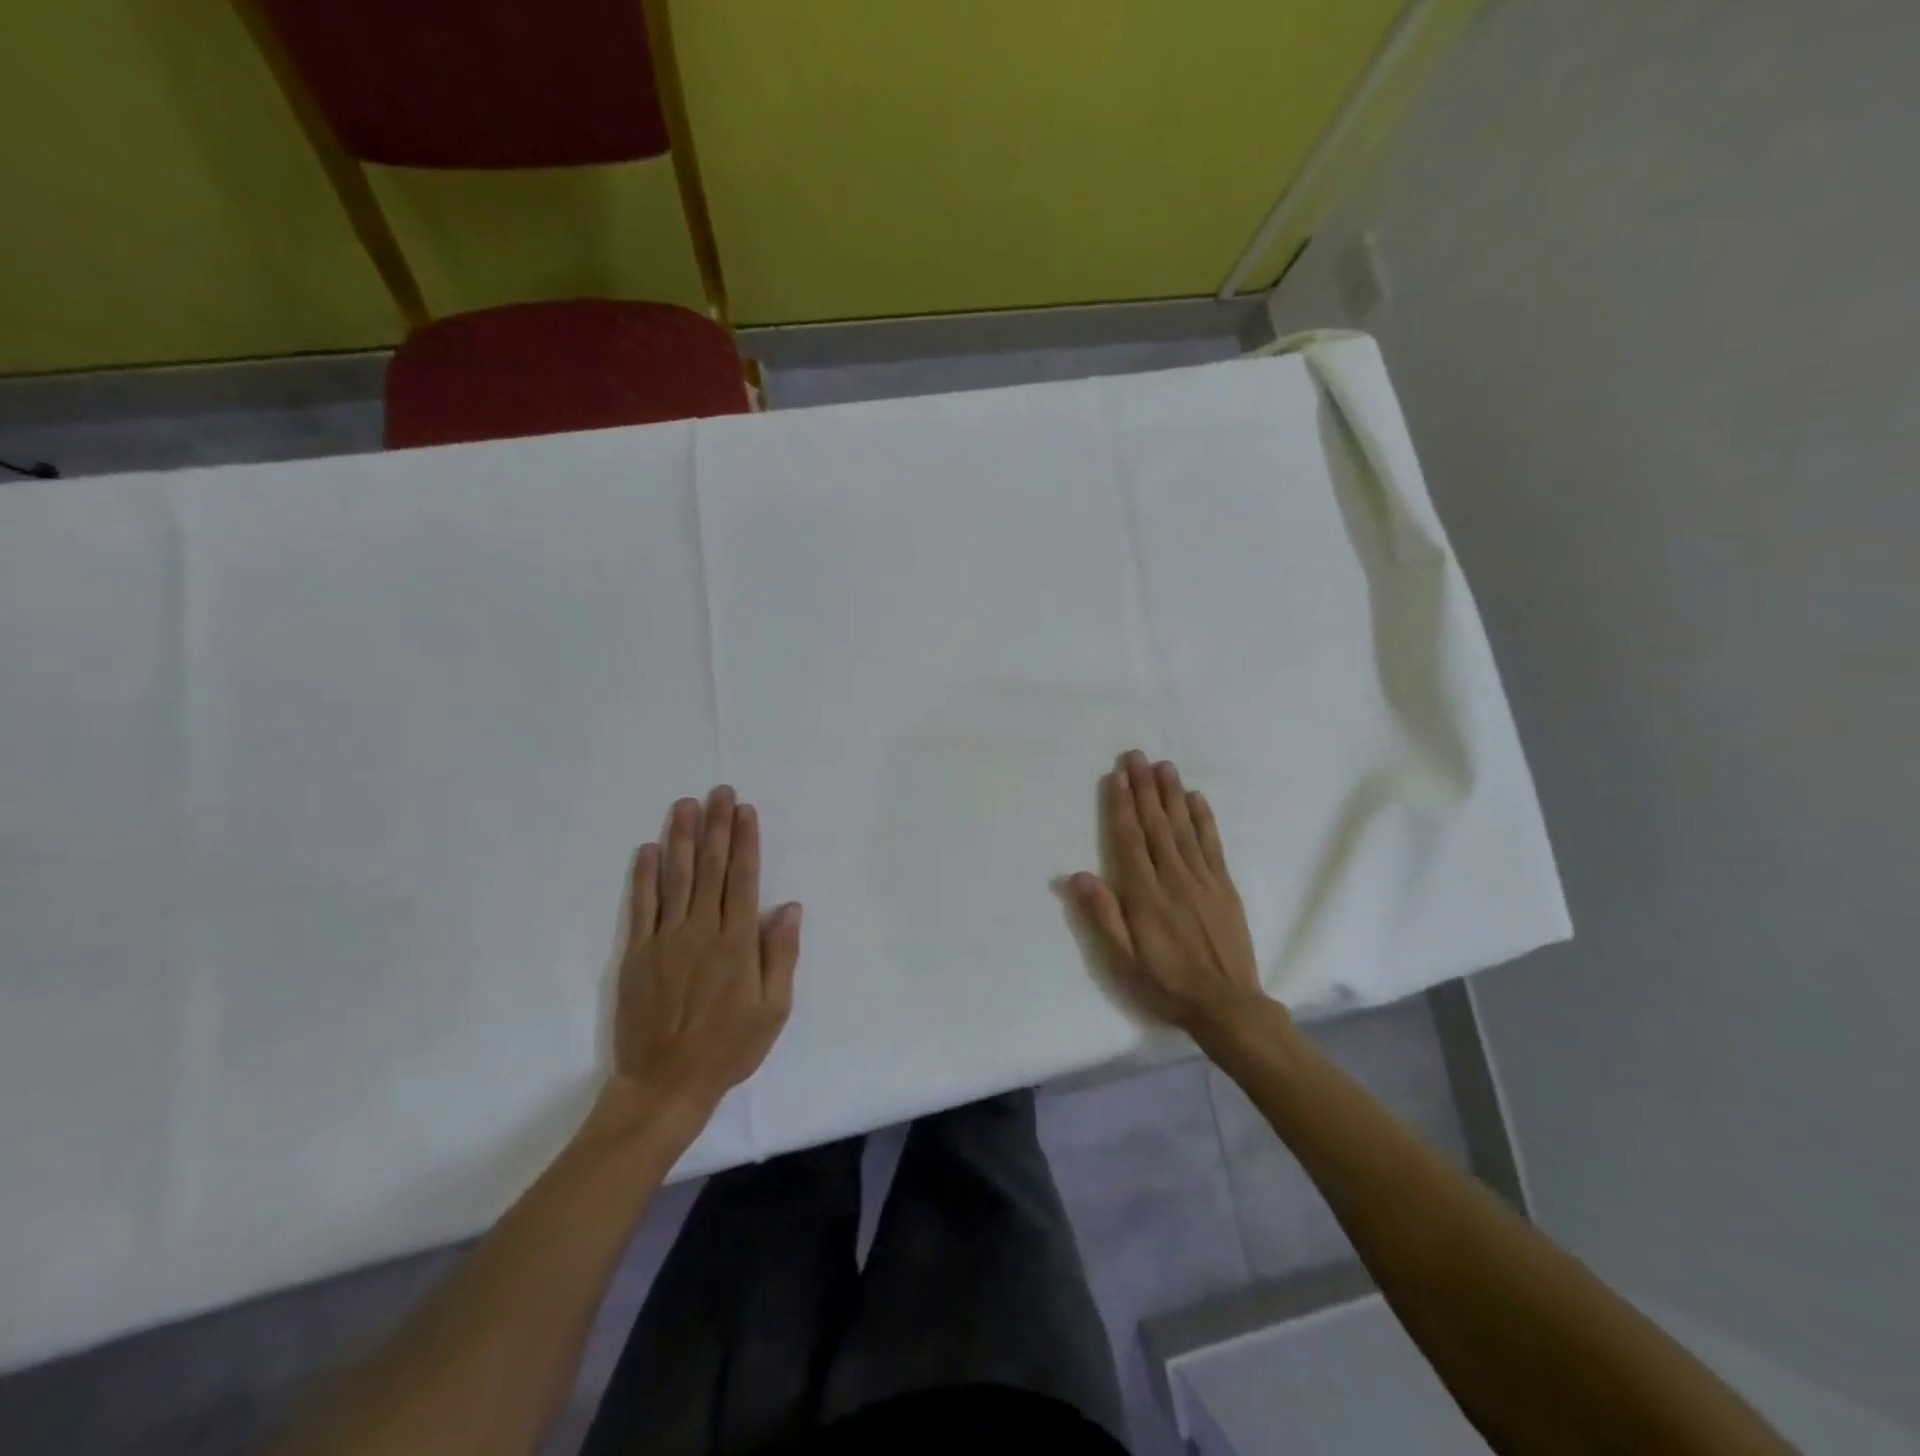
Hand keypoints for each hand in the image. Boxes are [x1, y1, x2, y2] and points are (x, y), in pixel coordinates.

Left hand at [610, 785, 800, 1123]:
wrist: (664, 1084)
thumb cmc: (729, 1047)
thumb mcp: (773, 1009)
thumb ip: (780, 955)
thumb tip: (788, 907)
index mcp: (737, 942)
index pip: (743, 879)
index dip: (745, 842)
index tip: (745, 811)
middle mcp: (701, 930)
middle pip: (710, 868)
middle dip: (716, 827)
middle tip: (719, 792)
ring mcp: (665, 939)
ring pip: (675, 878)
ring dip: (680, 838)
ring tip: (685, 805)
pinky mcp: (637, 953)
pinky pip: (641, 906)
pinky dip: (644, 876)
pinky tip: (648, 850)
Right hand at [1069, 751, 1273, 1039]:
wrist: (1229, 1006)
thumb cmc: (1167, 984)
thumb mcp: (1125, 961)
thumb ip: (1104, 916)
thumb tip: (1078, 875)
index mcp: (1146, 897)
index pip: (1130, 841)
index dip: (1121, 807)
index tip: (1116, 777)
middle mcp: (1175, 879)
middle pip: (1156, 826)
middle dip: (1144, 789)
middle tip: (1136, 756)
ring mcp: (1204, 880)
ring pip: (1184, 828)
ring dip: (1172, 795)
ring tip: (1163, 766)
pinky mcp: (1225, 887)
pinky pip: (1213, 845)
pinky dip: (1204, 819)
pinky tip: (1196, 798)